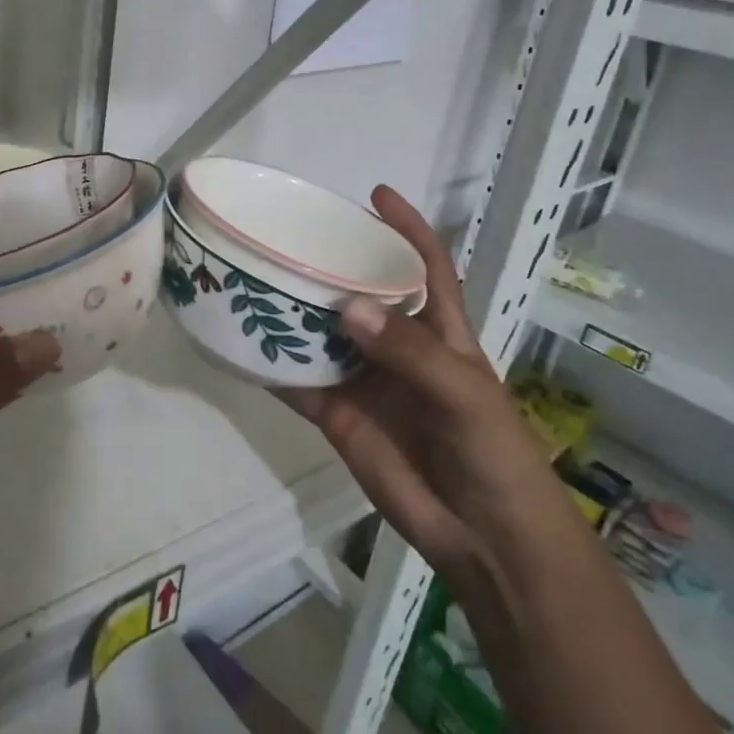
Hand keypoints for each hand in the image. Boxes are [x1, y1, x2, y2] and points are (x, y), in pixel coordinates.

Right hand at [275, 186, 557, 581]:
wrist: (483, 537)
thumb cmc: (493, 453)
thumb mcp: (462, 394)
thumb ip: (409, 352)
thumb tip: (347, 308)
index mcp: (441, 331)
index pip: (426, 267)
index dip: (406, 229)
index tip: (375, 195)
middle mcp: (398, 347)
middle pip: (360, 294)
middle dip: (331, 266)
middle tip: (288, 237)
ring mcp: (365, 380)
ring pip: (322, 335)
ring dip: (292, 312)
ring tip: (252, 278)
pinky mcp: (337, 414)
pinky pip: (298, 382)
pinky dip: (271, 365)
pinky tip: (240, 342)